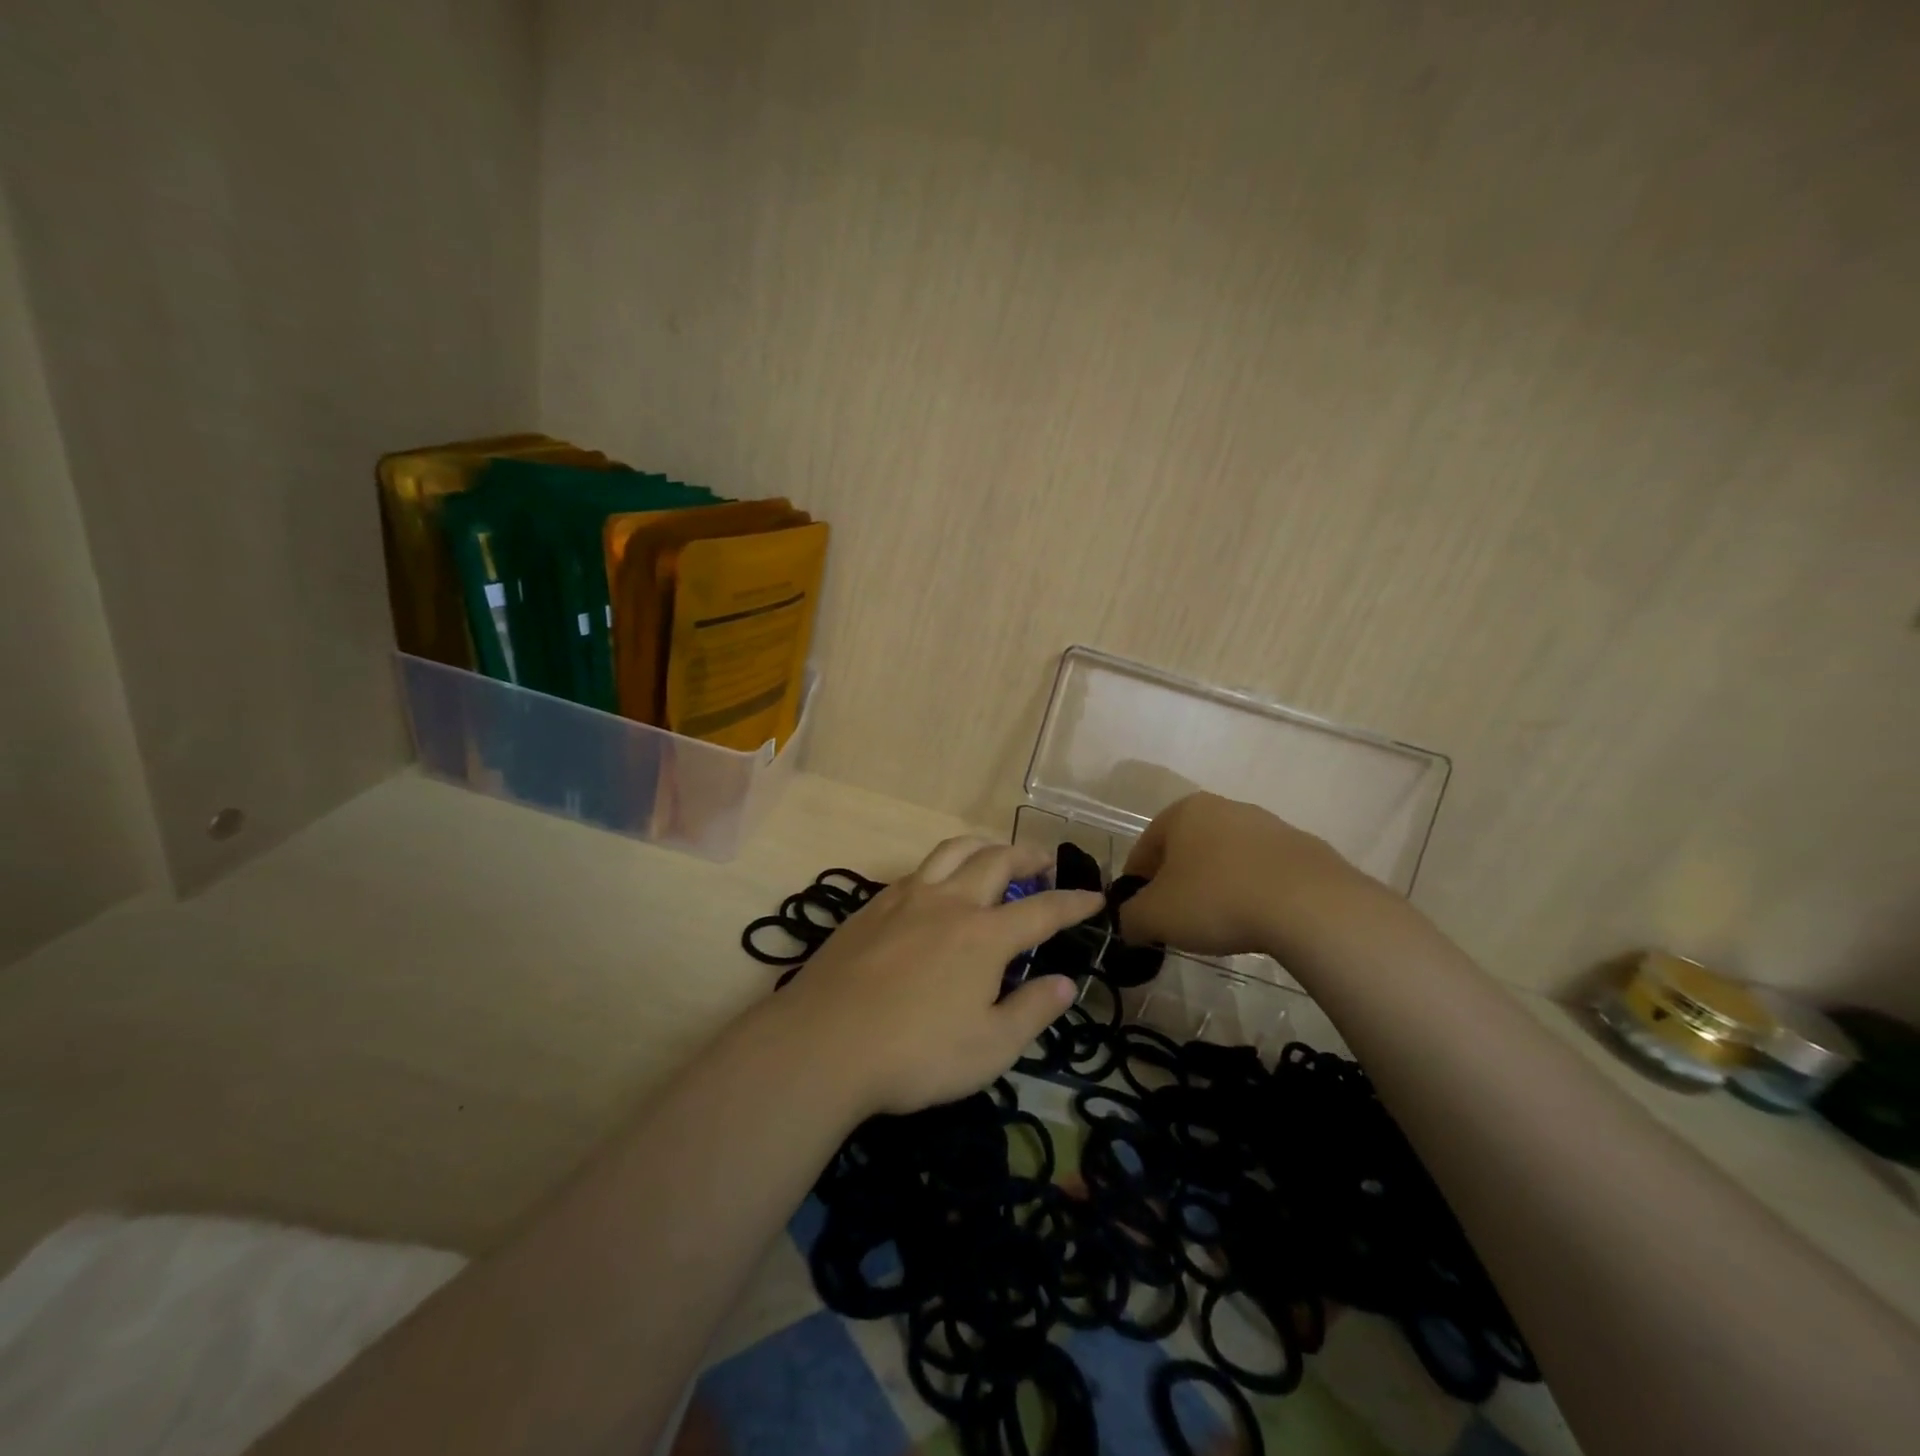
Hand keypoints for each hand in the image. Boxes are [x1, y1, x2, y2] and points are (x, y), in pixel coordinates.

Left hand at [775, 837, 1104, 1115]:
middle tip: (1044, 863)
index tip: (1095, 898)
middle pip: (996, 860)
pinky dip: (942, 866)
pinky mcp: (872, 906)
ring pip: (952, 851)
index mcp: (985, 935)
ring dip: (983, 846)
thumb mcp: (989, 1049)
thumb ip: (1032, 1011)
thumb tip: (1066, 983)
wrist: (823, 1043)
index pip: (1043, 910)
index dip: (1074, 903)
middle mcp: (949, 903)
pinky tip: (937, 887)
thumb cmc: (915, 1054)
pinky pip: (917, 870)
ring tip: (994, 854)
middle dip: (1028, 855)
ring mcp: (906, 898)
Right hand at [1118, 792, 1377, 958]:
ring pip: (1226, 859)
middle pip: (1186, 849)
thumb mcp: (1154, 917)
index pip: (1144, 847)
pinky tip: (1256, 920)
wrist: (1309, 905)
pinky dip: (1251, 892)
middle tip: (1176, 920)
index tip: (1139, 914)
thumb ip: (1130, 918)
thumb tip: (1130, 923)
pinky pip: (1262, 873)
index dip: (1135, 883)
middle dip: (1177, 883)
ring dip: (1215, 886)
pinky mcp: (1303, 849)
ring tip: (1218, 924)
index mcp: (1182, 812)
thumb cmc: (1216, 900)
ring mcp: (1268, 825)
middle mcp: (1224, 807)